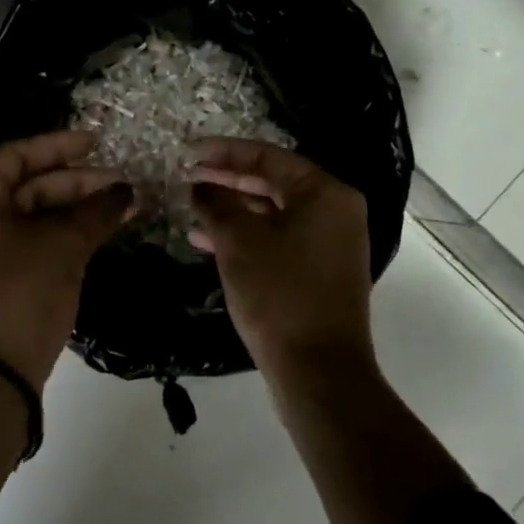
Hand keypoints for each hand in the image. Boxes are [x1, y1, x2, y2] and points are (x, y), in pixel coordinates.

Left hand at [0, 130, 131, 387]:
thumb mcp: (60, 248)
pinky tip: (97, 238)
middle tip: (122, 186)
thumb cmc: (15, 295)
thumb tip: (127, 192)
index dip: (60, 146)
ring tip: (121, 210)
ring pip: (30, 220)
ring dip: (74, 214)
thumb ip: (95, 213)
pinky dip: (61, 240)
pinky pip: (28, 247)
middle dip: (76, 184)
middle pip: (25, 187)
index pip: (17, 156)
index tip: (99, 144)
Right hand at [190, 139, 374, 383]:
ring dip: (232, 210)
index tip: (189, 152)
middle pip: (272, 183)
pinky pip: (279, 239)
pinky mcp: (320, 271)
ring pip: (273, 213)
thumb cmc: (279, 294)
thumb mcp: (238, 242)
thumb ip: (216, 204)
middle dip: (227, 181)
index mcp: (325, 193)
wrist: (318, 371)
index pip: (268, 157)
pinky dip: (247, 236)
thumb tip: (200, 186)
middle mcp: (335, 211)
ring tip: (191, 208)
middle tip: (188, 177)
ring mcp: (330, 243)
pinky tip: (208, 242)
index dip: (224, 152)